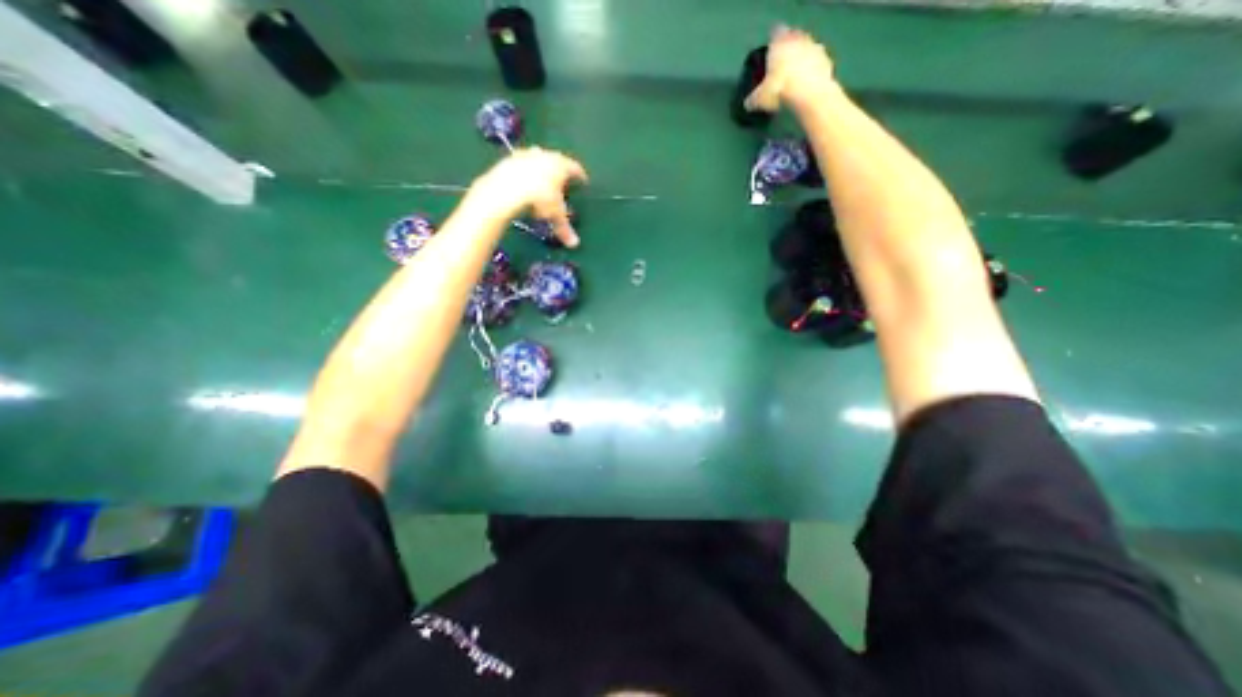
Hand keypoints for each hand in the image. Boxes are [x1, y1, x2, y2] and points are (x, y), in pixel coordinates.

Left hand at [471, 146, 588, 247]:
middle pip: (557, 159)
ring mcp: (526, 155)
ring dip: (541, 167)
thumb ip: (565, 229)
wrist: (507, 188)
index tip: (583, 181)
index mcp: (561, 166)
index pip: (575, 168)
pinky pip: (521, 163)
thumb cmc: (540, 199)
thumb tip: (574, 244)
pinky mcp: (509, 159)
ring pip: (538, 158)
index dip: (580, 175)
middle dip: (560, 169)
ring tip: (542, 179)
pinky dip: (525, 171)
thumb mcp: (555, 216)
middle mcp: (546, 156)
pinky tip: (523, 181)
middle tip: (562, 180)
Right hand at [740, 26, 837, 111]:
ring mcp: (814, 47)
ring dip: (802, 57)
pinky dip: (813, 69)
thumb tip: (748, 103)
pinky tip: (808, 82)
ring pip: (807, 48)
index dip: (773, 42)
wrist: (808, 92)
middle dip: (789, 48)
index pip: (775, 34)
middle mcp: (797, 39)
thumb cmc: (779, 89)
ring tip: (796, 74)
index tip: (771, 51)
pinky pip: (817, 62)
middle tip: (784, 62)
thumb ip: (753, 98)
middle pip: (793, 38)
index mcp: (779, 43)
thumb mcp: (760, 98)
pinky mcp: (826, 59)